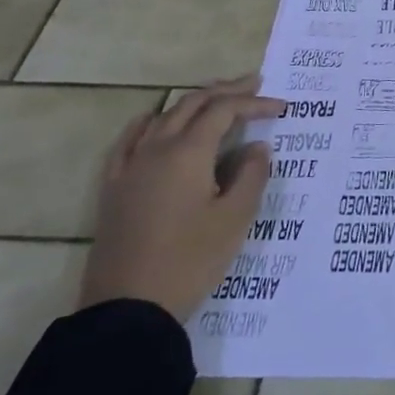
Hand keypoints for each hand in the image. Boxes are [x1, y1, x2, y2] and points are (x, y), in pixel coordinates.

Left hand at [78, 77, 284, 321]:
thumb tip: (257, 148)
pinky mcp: (114, 187)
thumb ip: (252, 176)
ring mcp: (130, 167)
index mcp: (188, 152)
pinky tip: (156, 122)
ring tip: (216, 100)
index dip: (254, 104)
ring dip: (193, 103)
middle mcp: (156, 149)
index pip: (224, 111)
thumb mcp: (235, 219)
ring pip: (163, 117)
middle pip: (192, 104)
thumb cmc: (190, 261)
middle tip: (254, 85)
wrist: (128, 309)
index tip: (281, 107)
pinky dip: (150, 122)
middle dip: (226, 91)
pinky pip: (131, 140)